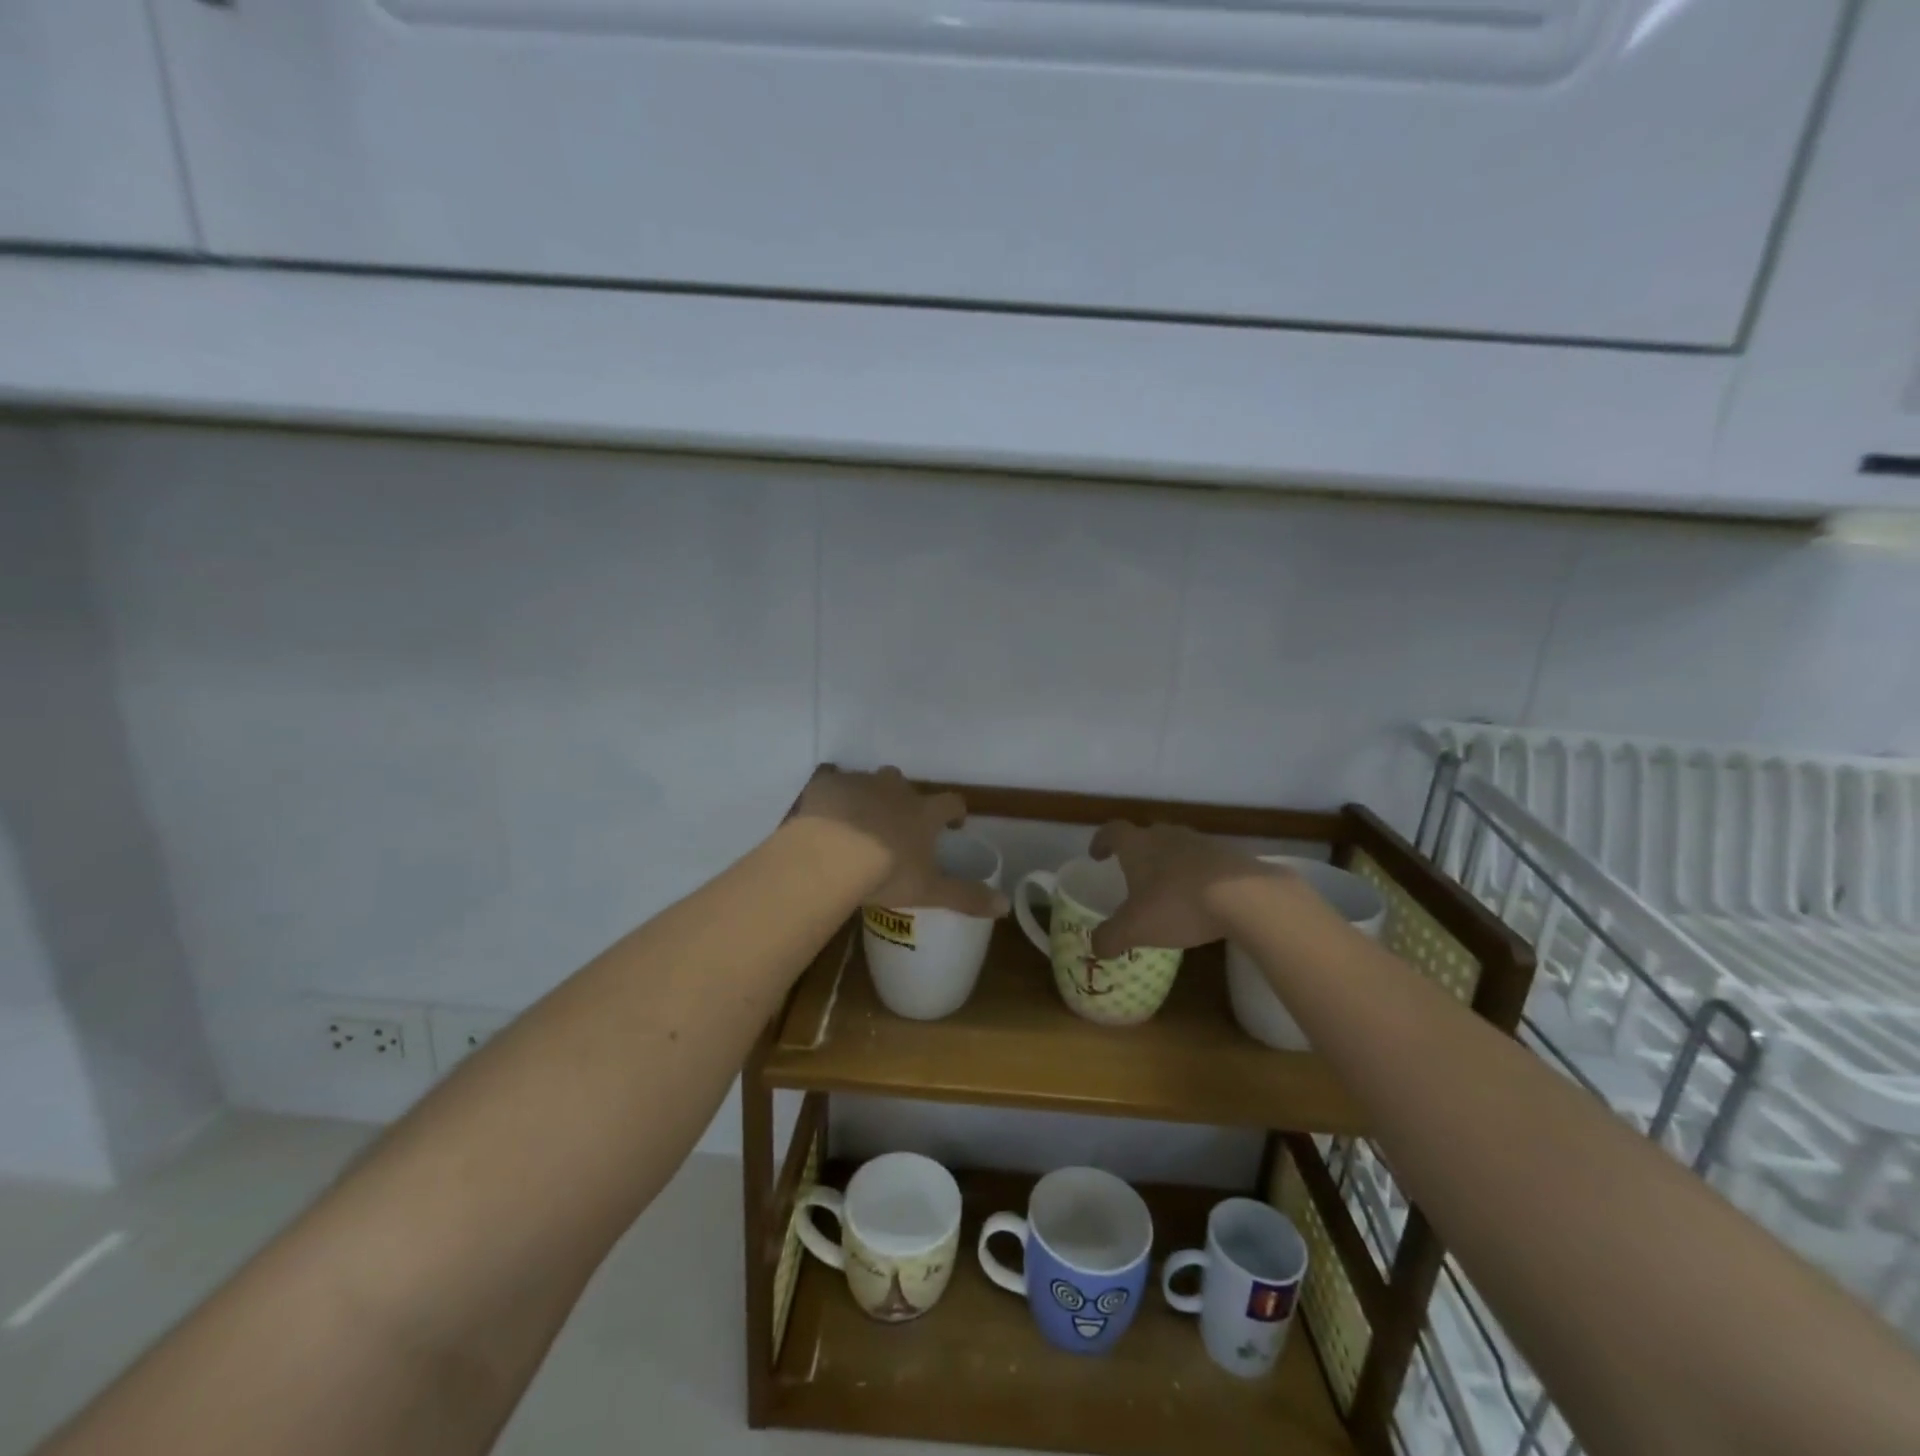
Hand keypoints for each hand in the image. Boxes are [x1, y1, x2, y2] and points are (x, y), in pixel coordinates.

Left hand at [792, 766, 1007, 917]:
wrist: (828, 856)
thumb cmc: (885, 873)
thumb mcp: (929, 891)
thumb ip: (966, 896)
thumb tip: (1005, 906)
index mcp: (924, 812)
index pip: (950, 802)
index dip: (954, 812)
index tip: (952, 824)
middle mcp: (895, 789)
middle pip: (905, 785)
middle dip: (904, 800)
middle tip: (897, 826)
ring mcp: (860, 783)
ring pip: (869, 782)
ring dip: (868, 797)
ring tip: (858, 824)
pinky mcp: (827, 785)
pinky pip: (833, 785)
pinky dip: (833, 799)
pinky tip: (825, 819)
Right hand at [1087, 821, 1271, 958]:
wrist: (1245, 896)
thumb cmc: (1178, 905)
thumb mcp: (1135, 929)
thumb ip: (1111, 937)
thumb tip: (1095, 946)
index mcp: (1138, 845)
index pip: (1112, 831)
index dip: (1101, 841)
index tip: (1097, 855)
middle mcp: (1166, 835)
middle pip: (1147, 835)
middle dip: (1138, 852)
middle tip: (1134, 874)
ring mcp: (1201, 842)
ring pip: (1177, 846)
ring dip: (1169, 862)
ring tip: (1169, 888)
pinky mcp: (1229, 855)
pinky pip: (1204, 860)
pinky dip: (1197, 874)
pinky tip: (1202, 897)